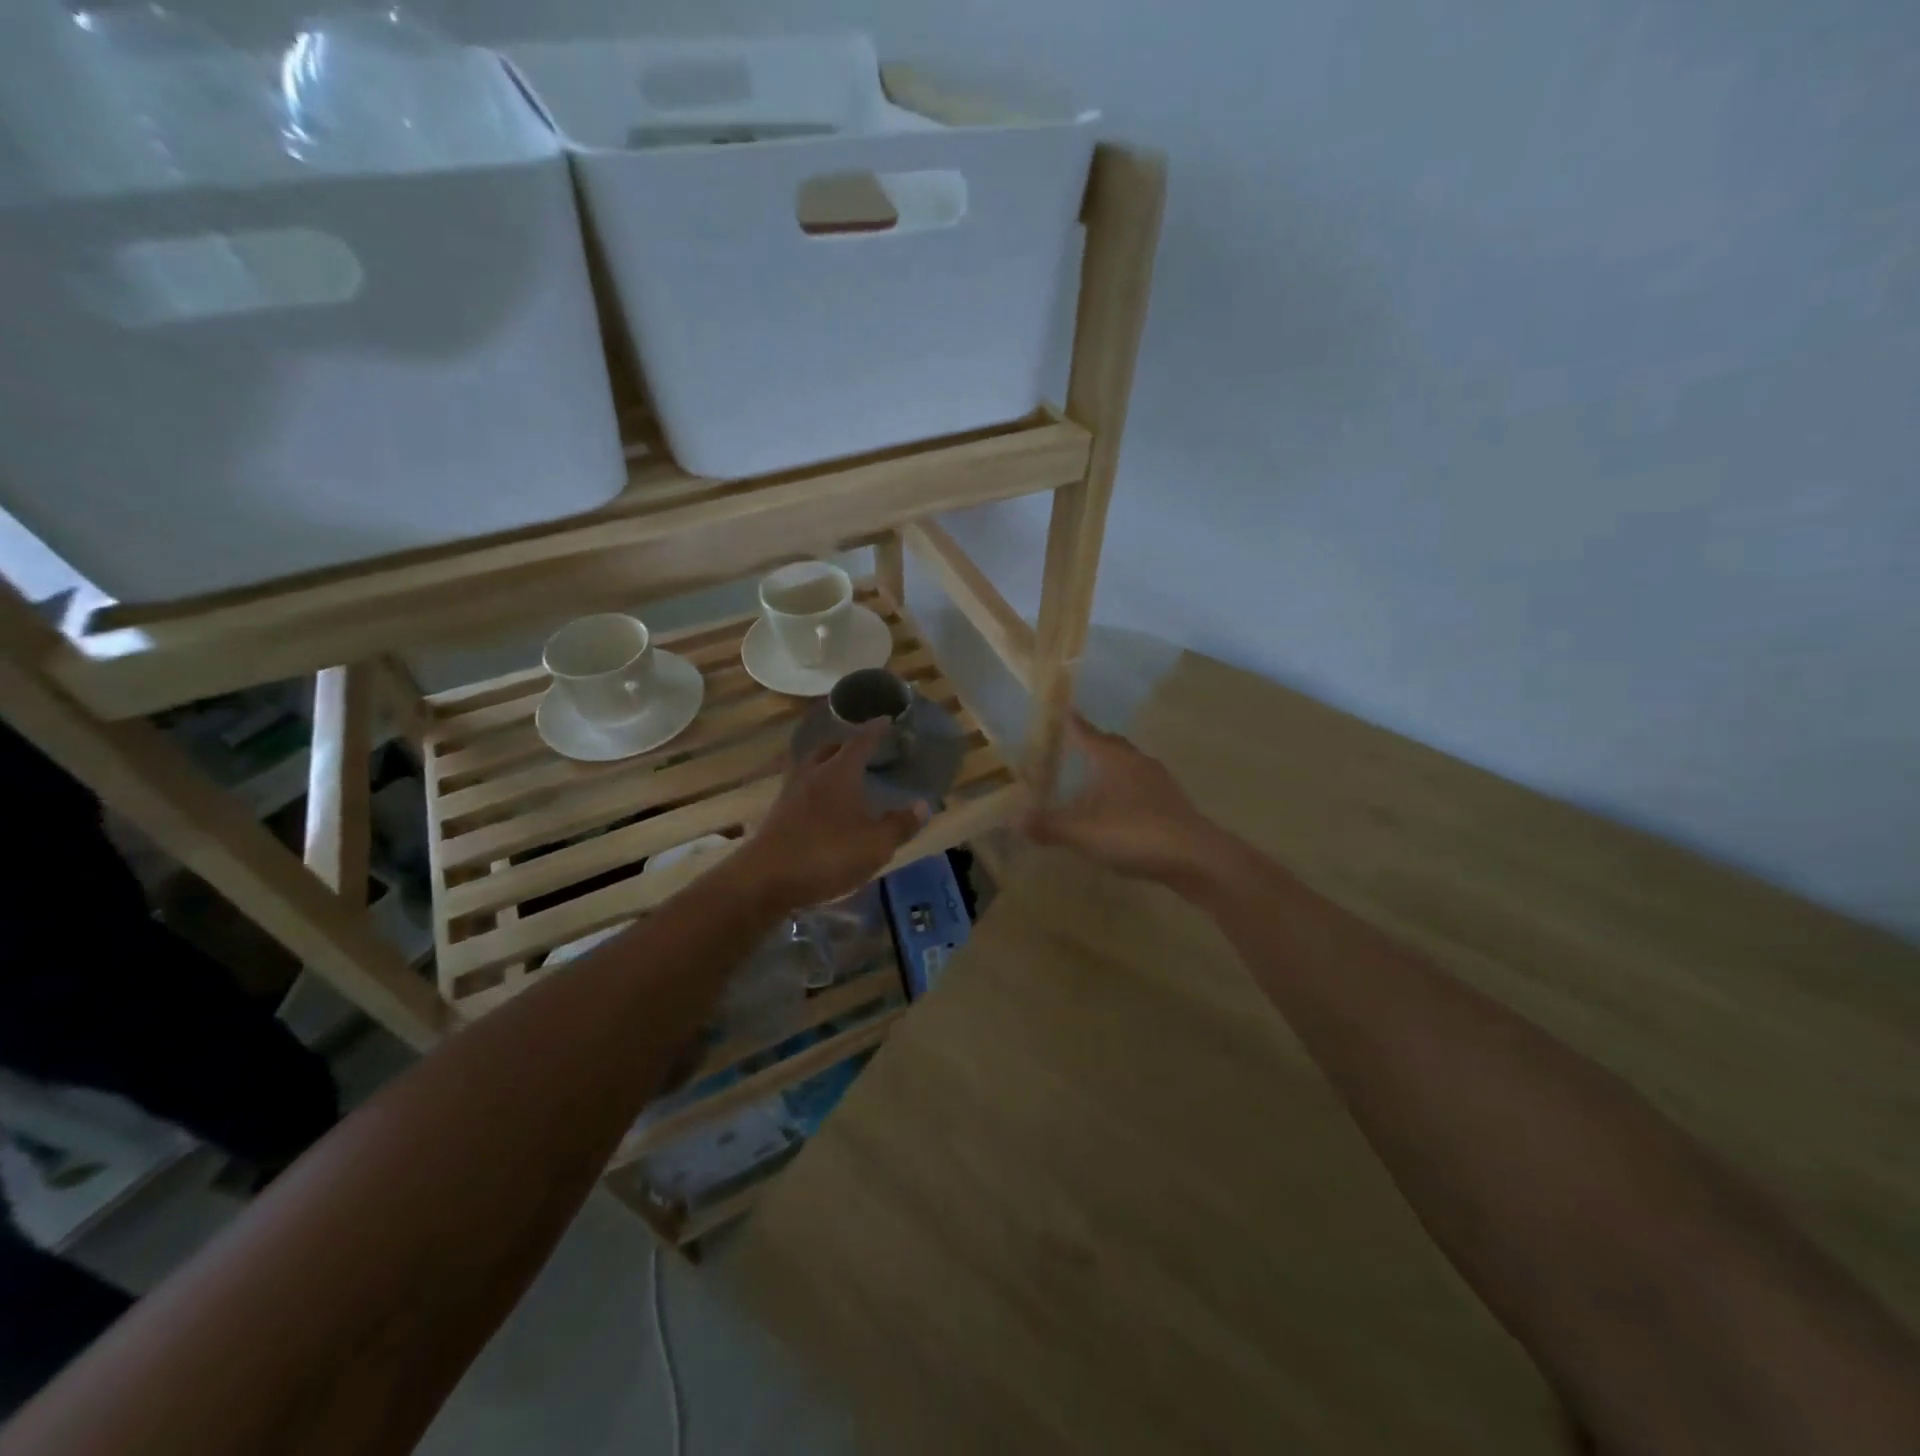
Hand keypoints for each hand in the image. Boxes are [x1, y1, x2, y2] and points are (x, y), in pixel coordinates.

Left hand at [736, 721, 926, 911]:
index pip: (860, 741)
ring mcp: (790, 793)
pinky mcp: (777, 815)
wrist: (766, 880)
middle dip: (847, 745)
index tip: (885, 719)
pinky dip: (816, 789)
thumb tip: (922, 805)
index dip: (875, 730)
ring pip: (811, 768)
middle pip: (829, 749)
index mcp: (839, 772)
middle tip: (863, 748)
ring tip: (843, 775)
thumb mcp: (875, 844)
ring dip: (827, 766)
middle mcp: (812, 774)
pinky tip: (823, 806)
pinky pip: (801, 790)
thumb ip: (899, 825)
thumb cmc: (827, 854)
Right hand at [1022, 714, 1229, 886]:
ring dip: (1110, 769)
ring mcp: (1159, 784)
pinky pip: (1141, 789)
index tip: (1063, 712)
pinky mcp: (1172, 806)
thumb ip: (1048, 825)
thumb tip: (1013, 819)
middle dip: (1093, 744)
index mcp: (1114, 759)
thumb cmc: (1134, 833)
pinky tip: (1117, 810)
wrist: (1195, 858)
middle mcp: (1138, 763)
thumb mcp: (1082, 832)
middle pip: (1112, 746)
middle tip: (1074, 745)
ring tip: (1092, 779)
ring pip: (1129, 767)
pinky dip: (1125, 792)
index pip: (1087, 733)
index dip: (1073, 724)